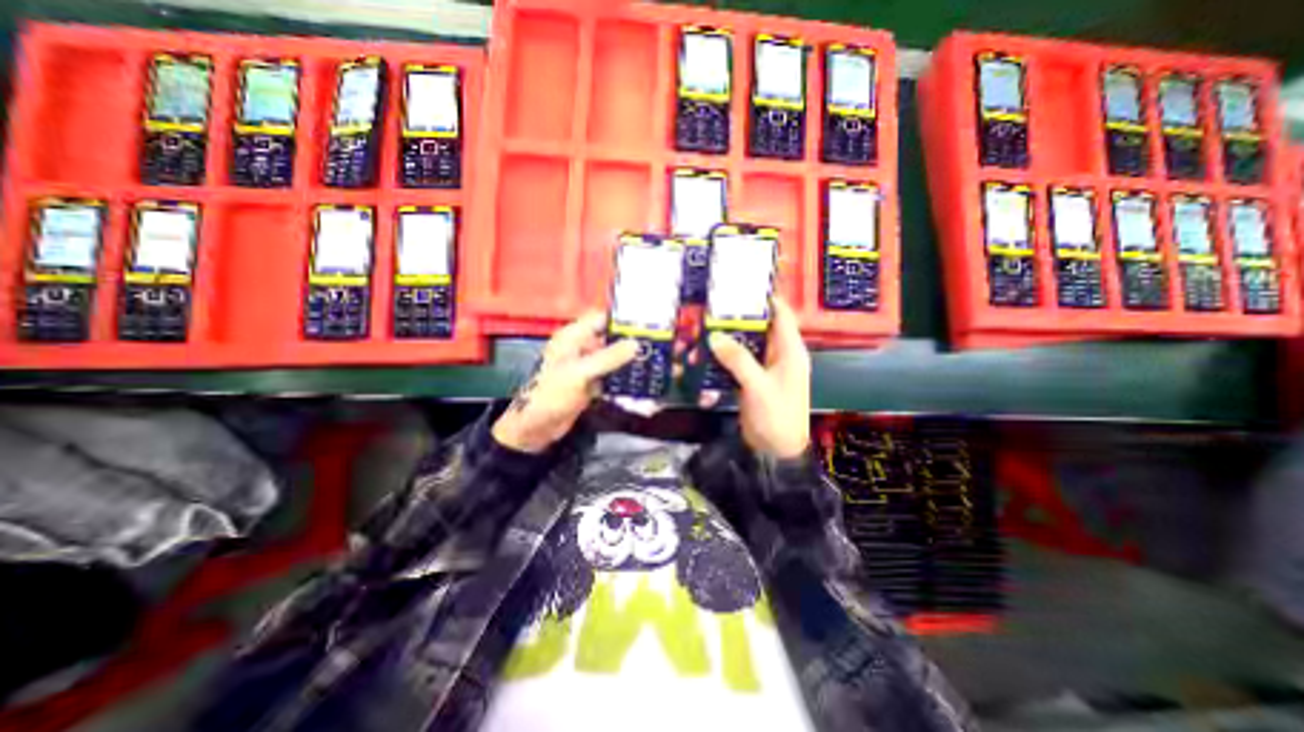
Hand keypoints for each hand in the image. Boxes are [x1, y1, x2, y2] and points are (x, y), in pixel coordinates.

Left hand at [493, 311, 639, 455]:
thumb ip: (608, 357)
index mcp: (572, 337)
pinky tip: (640, 382)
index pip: (599, 318)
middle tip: (655, 345)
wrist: (536, 427)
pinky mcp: (590, 383)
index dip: (621, 319)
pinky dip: (623, 379)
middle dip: (630, 342)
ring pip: (612, 358)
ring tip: (653, 362)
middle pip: (609, 339)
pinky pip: (611, 376)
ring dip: (629, 362)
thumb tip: (635, 344)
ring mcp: (586, 367)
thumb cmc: (551, 393)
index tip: (645, 323)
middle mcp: (580, 348)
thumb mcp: (579, 372)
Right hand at [704, 293, 806, 458]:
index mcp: (790, 351)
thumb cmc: (777, 416)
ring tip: (703, 330)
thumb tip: (714, 336)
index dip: (766, 298)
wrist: (776, 451)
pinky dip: (724, 358)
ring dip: (727, 340)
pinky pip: (738, 362)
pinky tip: (705, 355)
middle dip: (738, 319)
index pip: (782, 315)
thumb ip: (738, 359)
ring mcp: (765, 368)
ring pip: (746, 345)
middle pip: (760, 328)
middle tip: (713, 307)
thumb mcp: (758, 386)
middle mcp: (779, 355)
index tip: (742, 286)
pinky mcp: (752, 380)